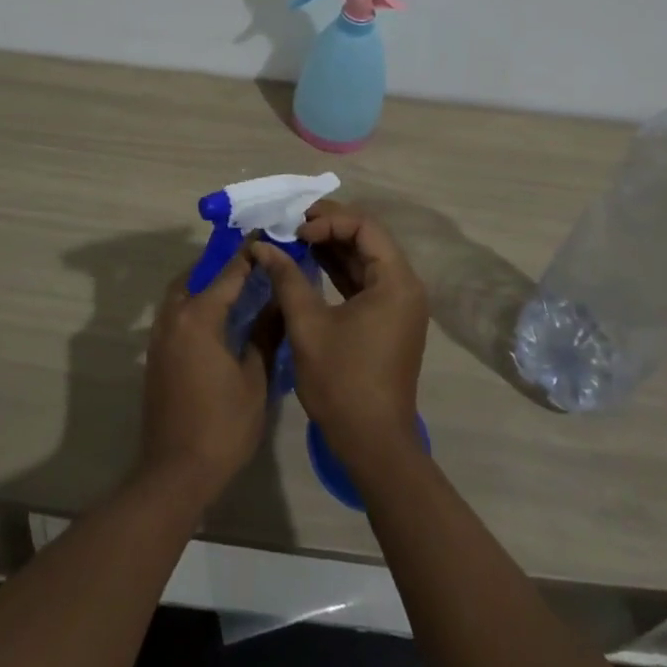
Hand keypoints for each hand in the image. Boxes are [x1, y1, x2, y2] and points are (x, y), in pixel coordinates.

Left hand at [137, 251, 271, 505]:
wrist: (175, 473)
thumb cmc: (222, 426)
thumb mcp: (255, 379)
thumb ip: (266, 334)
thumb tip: (278, 303)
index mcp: (199, 317)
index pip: (229, 273)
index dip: (249, 255)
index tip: (267, 236)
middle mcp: (174, 317)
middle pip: (197, 275)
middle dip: (222, 265)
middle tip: (251, 262)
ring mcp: (160, 336)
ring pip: (181, 293)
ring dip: (204, 283)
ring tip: (236, 285)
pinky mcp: (156, 355)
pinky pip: (175, 313)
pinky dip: (194, 303)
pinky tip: (217, 317)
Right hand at [245, 202, 428, 461]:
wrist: (373, 445)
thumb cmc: (342, 382)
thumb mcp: (308, 326)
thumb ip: (287, 278)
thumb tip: (261, 245)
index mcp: (396, 281)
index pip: (364, 226)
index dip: (328, 221)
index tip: (295, 231)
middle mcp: (404, 285)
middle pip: (367, 237)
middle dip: (328, 227)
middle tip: (291, 224)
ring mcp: (398, 304)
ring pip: (364, 258)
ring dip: (331, 247)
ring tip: (294, 239)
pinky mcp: (387, 320)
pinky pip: (364, 280)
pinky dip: (337, 269)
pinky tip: (308, 263)